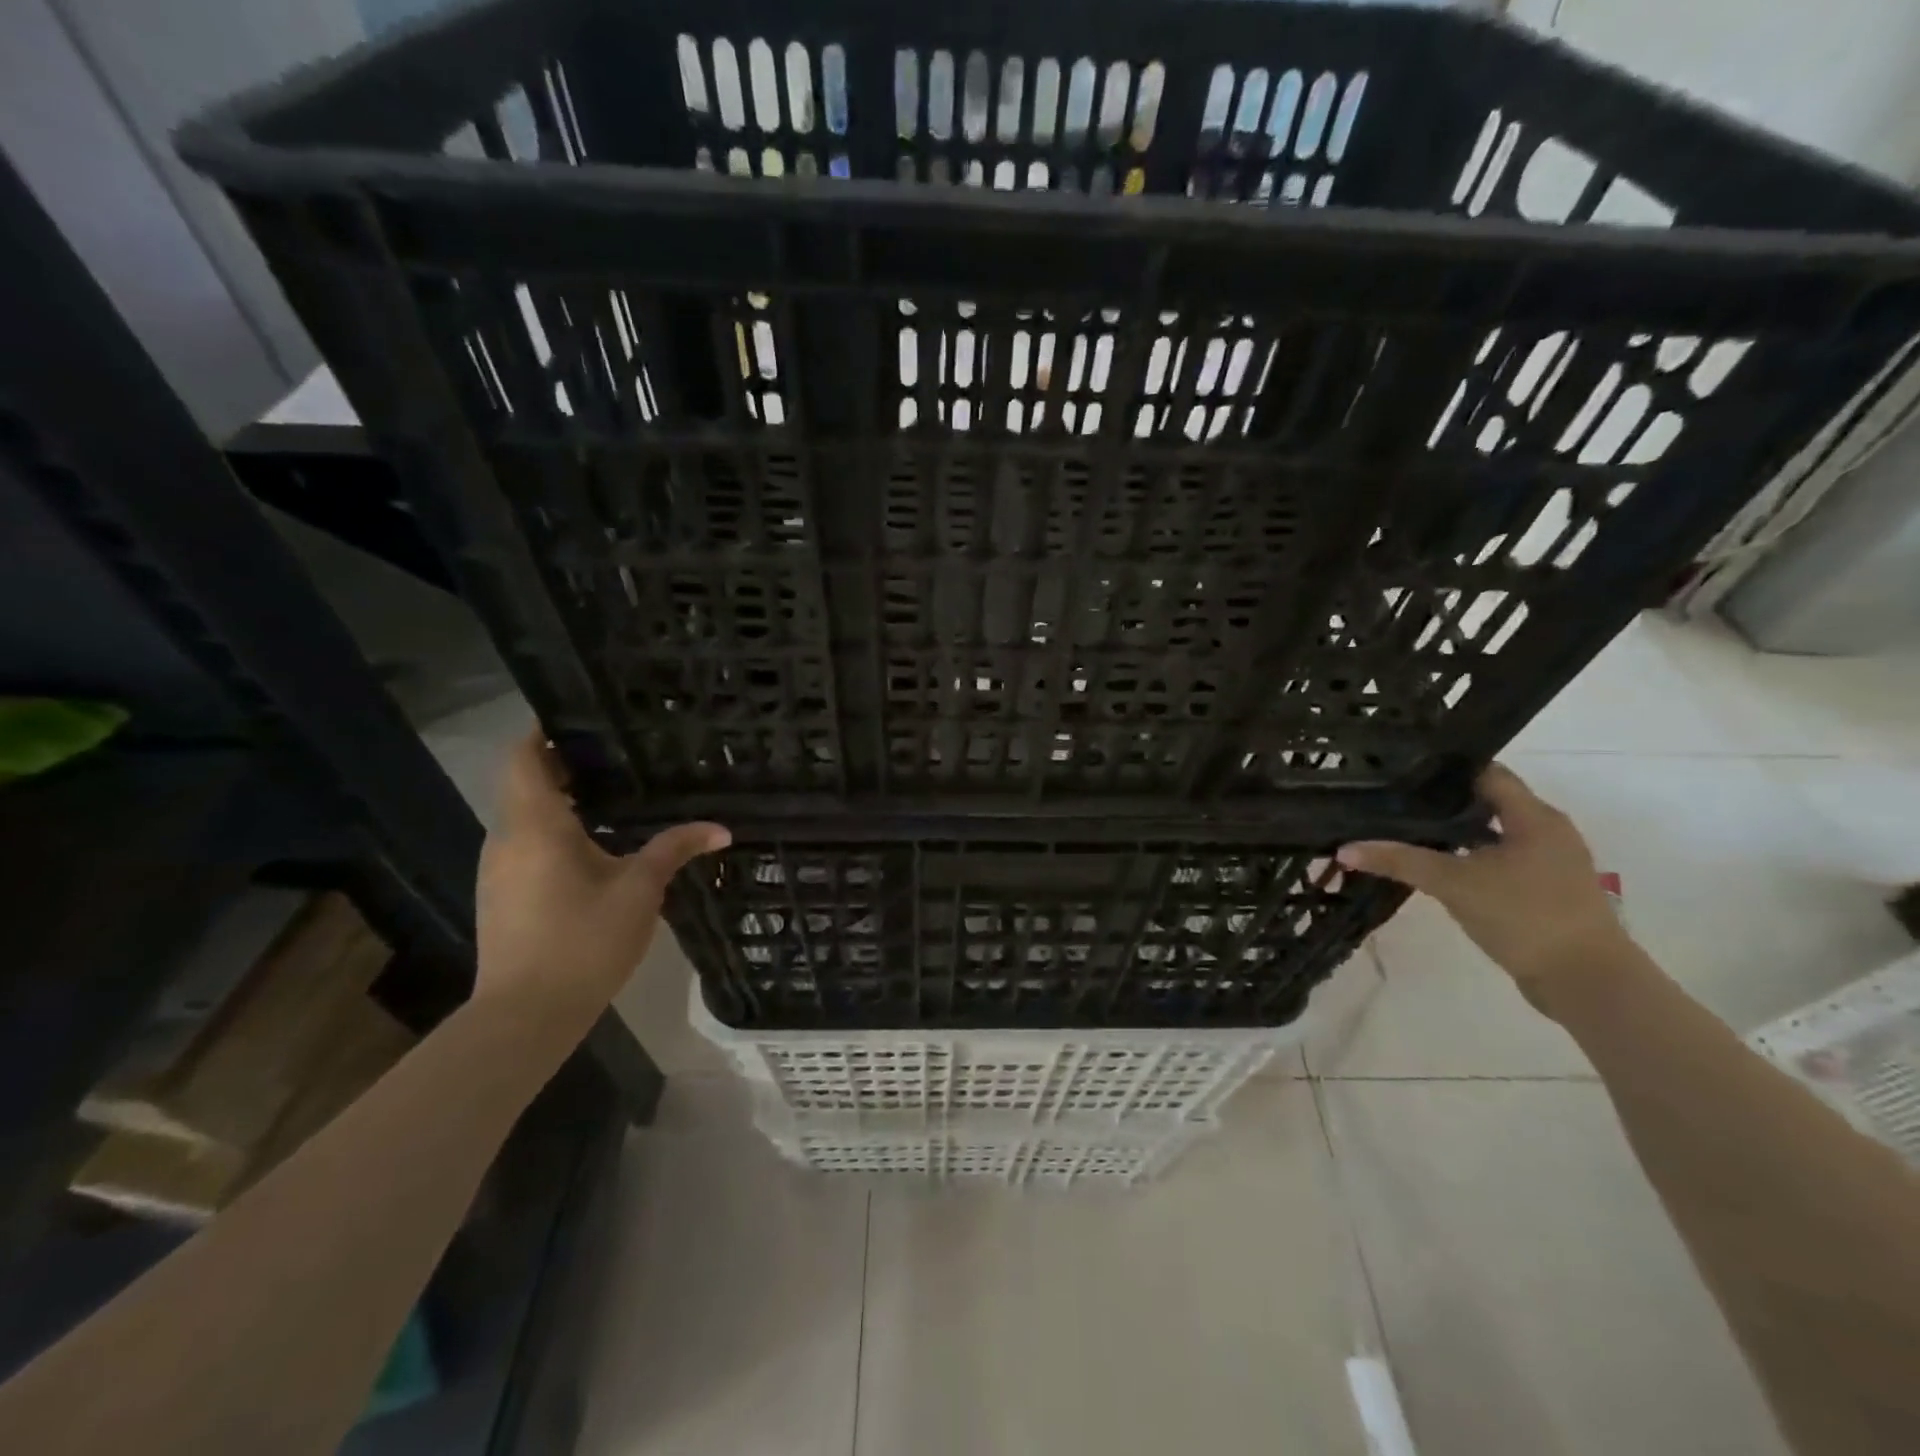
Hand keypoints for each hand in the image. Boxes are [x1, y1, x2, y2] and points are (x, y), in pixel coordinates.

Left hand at [475, 733, 728, 1017]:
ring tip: (612, 793)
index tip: (583, 717)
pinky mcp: (502, 895)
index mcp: (535, 825)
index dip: (545, 730)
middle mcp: (506, 838)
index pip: (523, 756)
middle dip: (564, 763)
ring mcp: (498, 869)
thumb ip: (675, 848)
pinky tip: (594, 847)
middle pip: (525, 782)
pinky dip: (554, 831)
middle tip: (616, 753)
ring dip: (560, 800)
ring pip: (525, 816)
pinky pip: (526, 844)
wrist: (525, 1015)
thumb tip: (720, 828)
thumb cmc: (584, 940)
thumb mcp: (640, 889)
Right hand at [1337, 763, 1629, 994]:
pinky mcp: (1545, 891)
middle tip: (1394, 800)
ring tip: (1407, 830)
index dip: (1444, 769)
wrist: (1587, 982)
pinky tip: (1437, 868)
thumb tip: (1344, 848)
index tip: (1401, 771)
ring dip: (1455, 832)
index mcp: (1534, 817)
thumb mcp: (1454, 883)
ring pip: (1493, 833)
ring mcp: (1550, 863)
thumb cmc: (1524, 916)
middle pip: (1488, 801)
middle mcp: (1548, 831)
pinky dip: (1469, 858)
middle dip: (1443, 801)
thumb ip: (1400, 861)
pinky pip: (1500, 860)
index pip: (1486, 773)